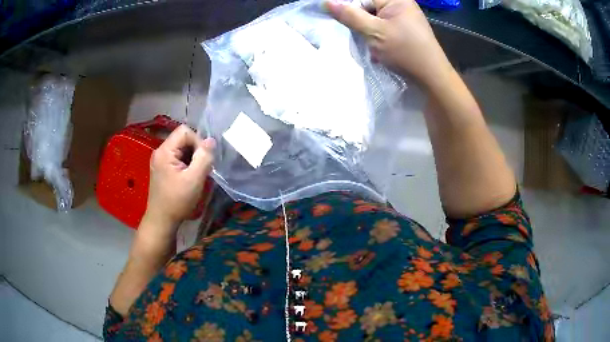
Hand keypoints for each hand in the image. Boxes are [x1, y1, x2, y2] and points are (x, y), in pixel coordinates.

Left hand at [144, 125, 215, 228]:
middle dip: (196, 151)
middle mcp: (160, 151)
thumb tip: (211, 140)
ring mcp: (160, 160)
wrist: (162, 220)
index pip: (185, 131)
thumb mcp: (194, 179)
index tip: (203, 160)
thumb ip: (204, 157)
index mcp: (165, 151)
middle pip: (183, 139)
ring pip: (182, 149)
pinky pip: (178, 158)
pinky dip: (187, 164)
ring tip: (196, 175)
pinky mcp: (162, 168)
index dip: (198, 141)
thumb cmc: (177, 201)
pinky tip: (190, 177)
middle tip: (201, 169)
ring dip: (192, 158)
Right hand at [326, 0, 451, 86]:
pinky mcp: (405, 29)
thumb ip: (350, 16)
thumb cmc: (405, 52)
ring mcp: (404, 17)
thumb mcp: (374, 32)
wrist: (432, 77)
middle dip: (358, 19)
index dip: (350, 6)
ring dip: (366, 29)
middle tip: (356, 33)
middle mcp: (401, 4)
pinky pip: (383, 26)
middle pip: (368, 5)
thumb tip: (327, 3)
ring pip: (374, 17)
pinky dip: (376, 35)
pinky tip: (377, 47)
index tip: (340, 18)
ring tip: (368, 43)